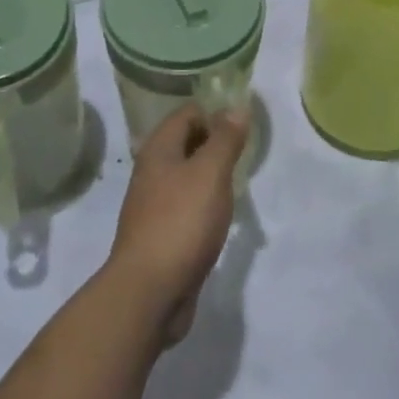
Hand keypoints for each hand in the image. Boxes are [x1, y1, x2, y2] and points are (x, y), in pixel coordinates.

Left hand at [106, 103, 249, 345]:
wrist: (150, 291)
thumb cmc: (181, 222)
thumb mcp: (210, 174)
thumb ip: (225, 139)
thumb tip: (236, 106)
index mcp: (158, 150)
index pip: (187, 114)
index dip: (215, 112)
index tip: (245, 123)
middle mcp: (152, 172)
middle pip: (185, 143)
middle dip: (215, 142)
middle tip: (248, 150)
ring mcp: (154, 205)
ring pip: (186, 176)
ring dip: (211, 174)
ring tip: (240, 180)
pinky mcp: (162, 234)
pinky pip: (187, 206)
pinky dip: (205, 203)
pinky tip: (223, 214)